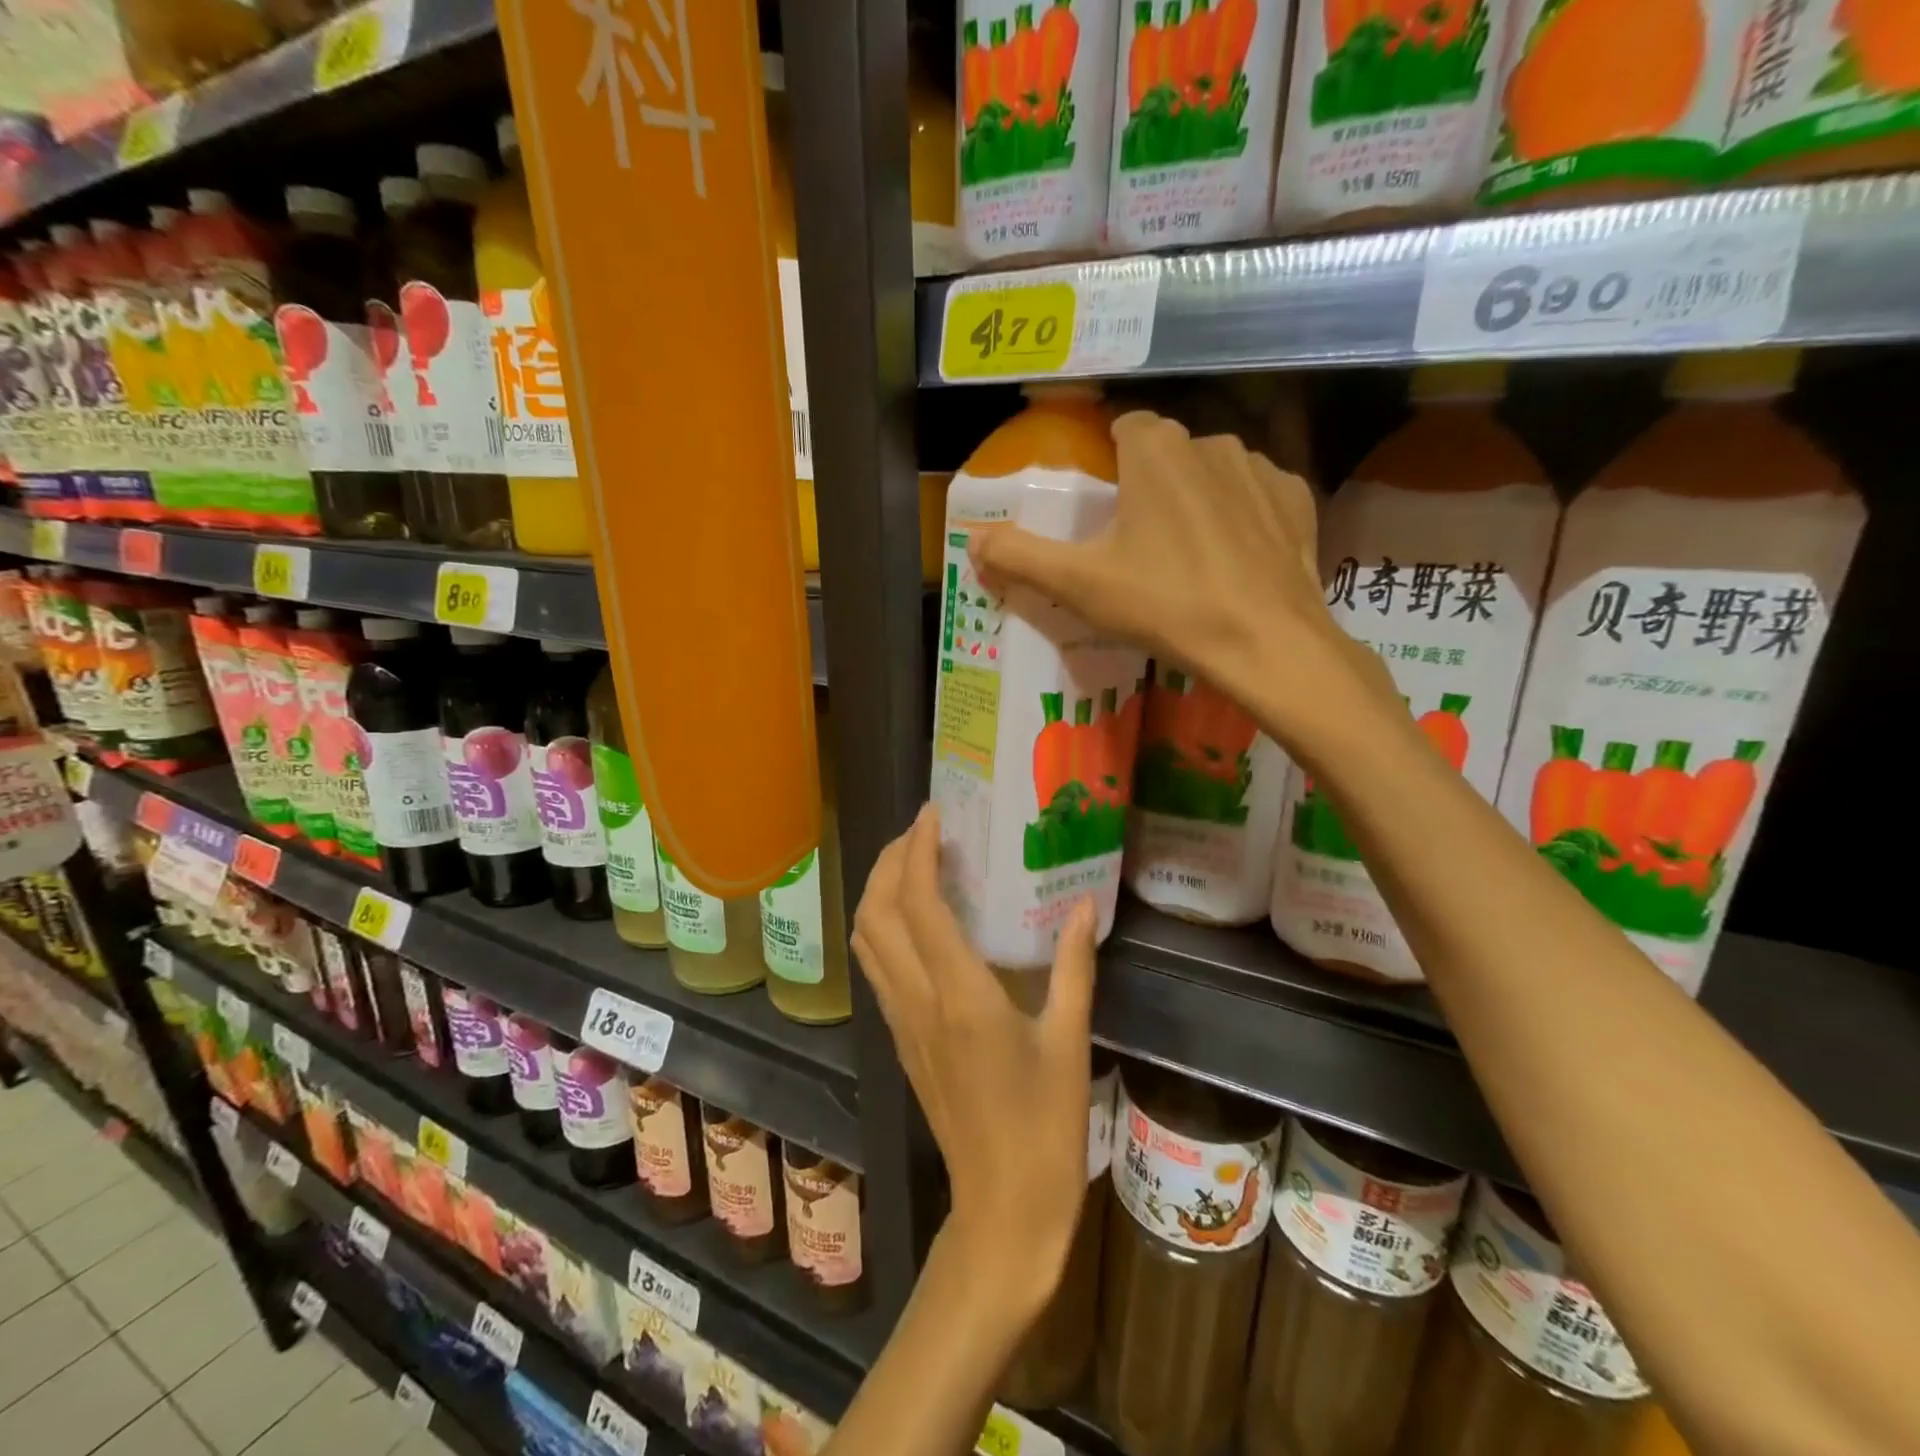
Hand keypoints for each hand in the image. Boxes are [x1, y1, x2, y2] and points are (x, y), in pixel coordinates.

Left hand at [851, 804, 1095, 1320]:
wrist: (1001, 1207)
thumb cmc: (1044, 1126)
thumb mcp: (1069, 1040)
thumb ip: (1073, 966)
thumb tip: (1083, 904)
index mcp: (960, 996)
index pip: (919, 905)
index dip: (918, 853)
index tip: (932, 816)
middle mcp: (917, 1000)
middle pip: (877, 913)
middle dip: (891, 861)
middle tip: (923, 831)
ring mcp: (901, 1020)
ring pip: (867, 938)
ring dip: (879, 891)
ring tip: (914, 863)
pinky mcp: (900, 1037)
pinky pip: (877, 965)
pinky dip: (883, 924)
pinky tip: (915, 919)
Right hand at [969, 410, 1391, 757]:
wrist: (1264, 642)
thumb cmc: (1165, 604)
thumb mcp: (1079, 585)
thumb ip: (1020, 556)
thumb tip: (972, 539)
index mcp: (1155, 449)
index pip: (1123, 429)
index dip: (1108, 465)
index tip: (1103, 510)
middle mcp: (1210, 441)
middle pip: (1166, 454)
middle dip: (1150, 486)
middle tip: (1137, 546)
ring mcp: (1260, 468)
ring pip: (1211, 473)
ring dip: (1195, 500)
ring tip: (1187, 558)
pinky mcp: (1296, 500)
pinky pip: (1255, 496)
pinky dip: (1240, 518)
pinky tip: (1233, 560)